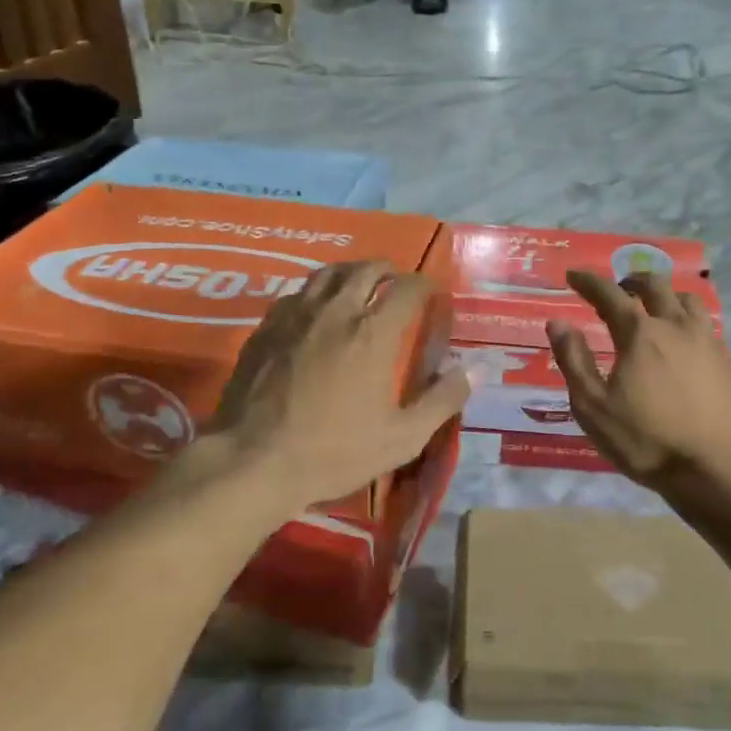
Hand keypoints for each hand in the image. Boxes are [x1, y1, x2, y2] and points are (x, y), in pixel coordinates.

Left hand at [209, 262, 468, 508]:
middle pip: (366, 269)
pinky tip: (315, 310)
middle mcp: (336, 312)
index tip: (431, 293)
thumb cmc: (334, 452)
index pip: (407, 288)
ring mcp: (295, 316)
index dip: (424, 285)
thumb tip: (476, 369)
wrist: (254, 460)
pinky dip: (315, 292)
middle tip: (396, 281)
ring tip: (359, 283)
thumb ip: (442, 400)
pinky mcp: (265, 328)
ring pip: (327, 274)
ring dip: (350, 272)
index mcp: (373, 333)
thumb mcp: (402, 437)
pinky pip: (296, 294)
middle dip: (388, 270)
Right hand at [546, 269, 730, 492]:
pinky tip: (683, 340)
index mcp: (640, 335)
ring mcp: (708, 341)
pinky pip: (707, 324)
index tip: (574, 275)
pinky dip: (688, 320)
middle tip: (617, 290)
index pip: (609, 294)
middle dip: (630, 281)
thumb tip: (558, 323)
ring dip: (665, 296)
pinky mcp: (728, 361)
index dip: (589, 281)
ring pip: (687, 300)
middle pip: (655, 286)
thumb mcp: (593, 407)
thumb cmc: (645, 441)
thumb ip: (574, 360)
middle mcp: (676, 327)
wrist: (712, 471)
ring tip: (654, 309)